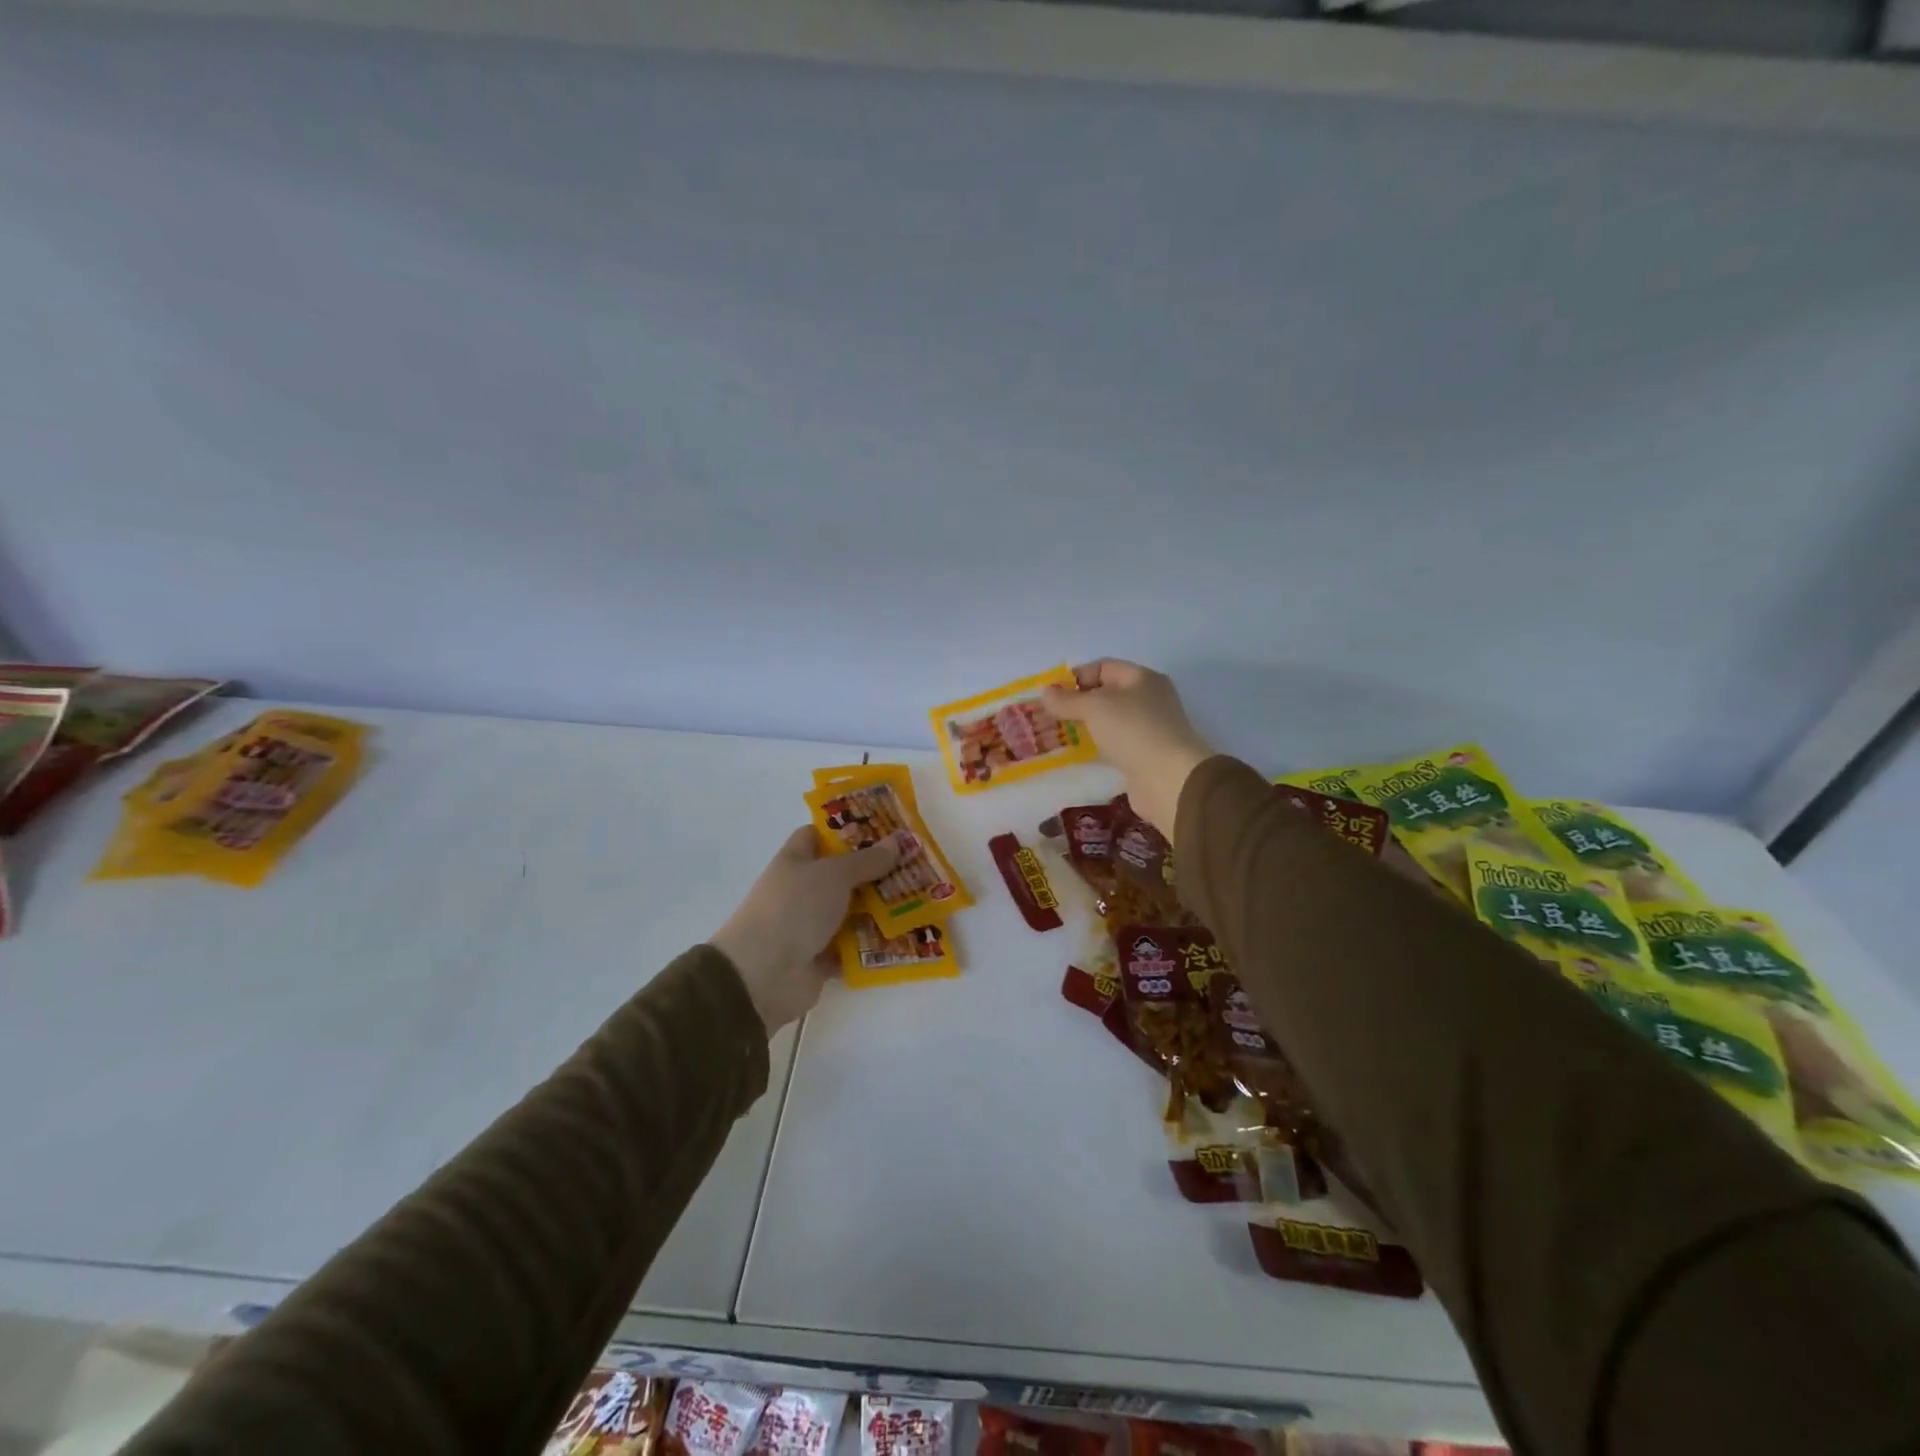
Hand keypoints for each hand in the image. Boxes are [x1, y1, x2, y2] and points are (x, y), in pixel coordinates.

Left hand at [711, 827, 901, 1033]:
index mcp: (796, 861)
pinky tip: (906, 937)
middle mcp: (802, 890)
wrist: (762, 975)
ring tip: (921, 900)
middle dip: (876, 871)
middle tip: (915, 865)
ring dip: (880, 909)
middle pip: (843, 875)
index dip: (847, 830)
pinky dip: (874, 945)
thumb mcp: (833, 875)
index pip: (819, 836)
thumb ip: (866, 860)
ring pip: (852, 911)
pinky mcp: (821, 958)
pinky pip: (854, 947)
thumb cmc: (794, 909)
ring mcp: (811, 925)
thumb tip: (897, 841)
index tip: (883, 829)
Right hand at [1042, 660, 1214, 835]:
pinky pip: (1114, 744)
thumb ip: (1067, 700)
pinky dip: (1096, 746)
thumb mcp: (1094, 708)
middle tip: (1050, 716)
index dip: (1076, 677)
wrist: (1169, 779)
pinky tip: (1079, 755)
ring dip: (1085, 726)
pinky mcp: (1144, 755)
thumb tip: (1045, 692)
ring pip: (1109, 720)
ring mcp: (1148, 728)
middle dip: (1077, 703)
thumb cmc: (1133, 731)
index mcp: (1142, 678)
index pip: (1103, 667)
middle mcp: (1148, 699)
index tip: (1052, 695)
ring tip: (1058, 735)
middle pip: (1106, 693)